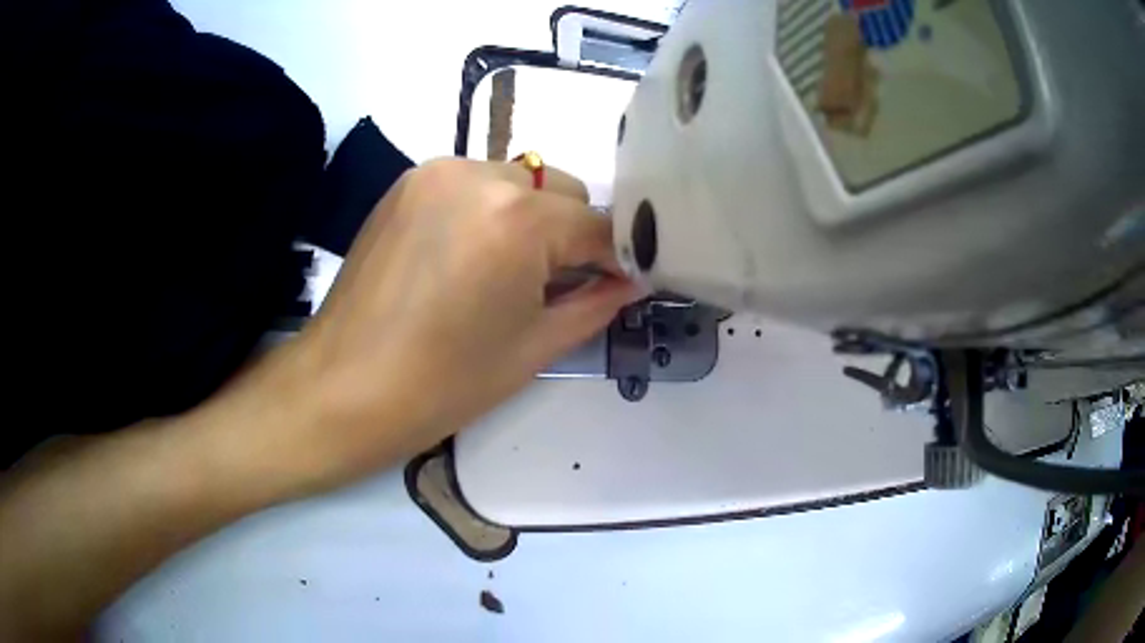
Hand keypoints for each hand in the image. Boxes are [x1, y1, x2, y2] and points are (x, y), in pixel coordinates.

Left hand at [241, 158, 636, 495]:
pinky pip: (473, 184)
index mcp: (519, 221)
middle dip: (571, 234)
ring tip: (505, 270)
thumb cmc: (444, 384)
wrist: (344, 387)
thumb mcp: (535, 347)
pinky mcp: (407, 182)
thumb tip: (631, 281)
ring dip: (529, 218)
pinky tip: (467, 255)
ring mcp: (437, 172)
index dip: (615, 258)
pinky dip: (487, 211)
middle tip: (555, 284)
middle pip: (560, 191)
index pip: (597, 226)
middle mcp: (481, 176)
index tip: (620, 283)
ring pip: (517, 181)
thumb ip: (596, 304)